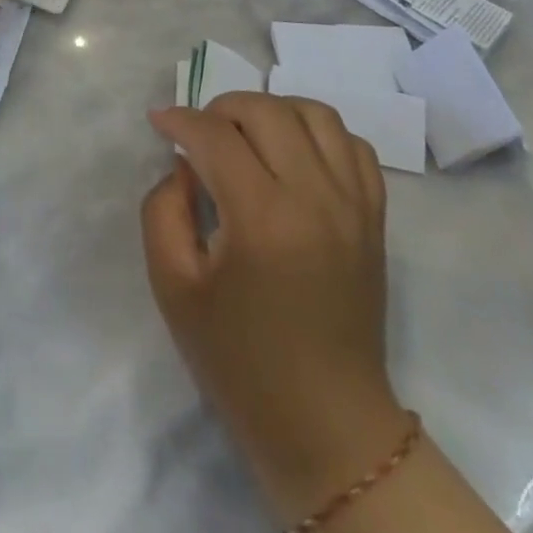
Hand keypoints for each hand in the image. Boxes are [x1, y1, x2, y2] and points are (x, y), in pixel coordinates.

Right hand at [143, 95, 409, 526]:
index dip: (179, 120)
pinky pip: (353, 145)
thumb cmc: (239, 359)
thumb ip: (163, 210)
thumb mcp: (173, 286)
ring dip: (272, 110)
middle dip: (221, 108)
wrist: (326, 424)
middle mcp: (315, 198)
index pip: (215, 135)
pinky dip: (318, 133)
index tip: (158, 121)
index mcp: (262, 218)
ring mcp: (353, 205)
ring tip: (246, 135)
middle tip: (198, 135)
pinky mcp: (374, 218)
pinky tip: (293, 154)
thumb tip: (183, 168)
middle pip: (266, 110)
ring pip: (315, 114)